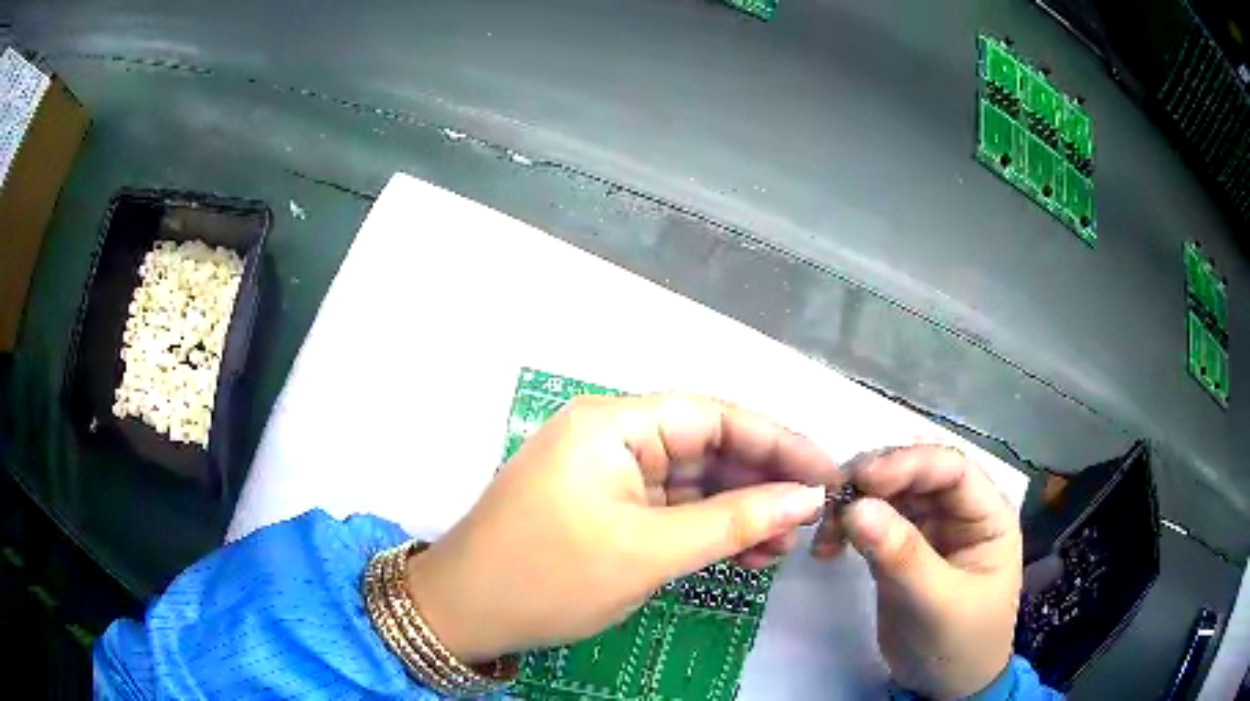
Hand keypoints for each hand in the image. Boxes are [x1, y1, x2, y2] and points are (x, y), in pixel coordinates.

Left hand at [406, 394, 838, 663]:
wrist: (466, 614)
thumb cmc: (548, 577)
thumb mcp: (648, 552)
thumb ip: (734, 521)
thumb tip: (806, 498)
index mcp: (612, 424)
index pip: (713, 416)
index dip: (776, 442)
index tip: (825, 473)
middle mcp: (612, 438)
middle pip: (707, 448)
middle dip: (761, 483)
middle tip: (811, 517)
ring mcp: (610, 477)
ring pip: (694, 484)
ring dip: (740, 513)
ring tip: (784, 547)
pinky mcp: (610, 510)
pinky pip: (672, 511)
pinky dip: (709, 531)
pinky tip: (748, 555)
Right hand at [812, 446, 1021, 699]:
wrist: (943, 687)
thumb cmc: (960, 643)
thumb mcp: (937, 603)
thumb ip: (902, 555)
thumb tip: (855, 507)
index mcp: (987, 514)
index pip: (952, 469)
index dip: (909, 464)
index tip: (862, 478)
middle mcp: (959, 511)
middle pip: (916, 474)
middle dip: (874, 480)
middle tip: (831, 501)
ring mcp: (929, 529)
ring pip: (890, 494)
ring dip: (854, 503)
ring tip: (824, 531)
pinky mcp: (901, 549)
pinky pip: (873, 523)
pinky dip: (848, 528)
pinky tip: (827, 546)